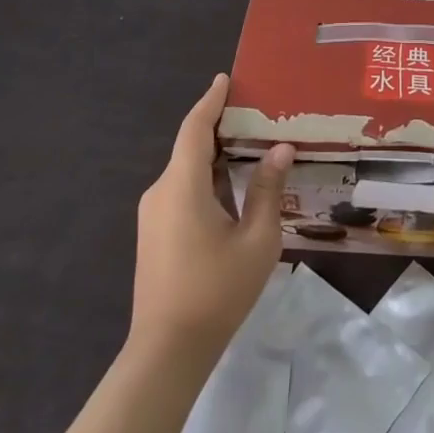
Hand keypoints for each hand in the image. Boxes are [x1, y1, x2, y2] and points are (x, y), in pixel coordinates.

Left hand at [131, 74, 293, 358]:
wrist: (166, 353)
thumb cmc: (216, 291)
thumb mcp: (256, 239)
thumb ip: (267, 190)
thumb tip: (279, 149)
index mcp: (182, 186)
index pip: (195, 128)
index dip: (210, 101)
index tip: (225, 79)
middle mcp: (161, 191)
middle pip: (190, 147)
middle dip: (220, 127)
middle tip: (255, 114)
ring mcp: (153, 215)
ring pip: (186, 171)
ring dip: (215, 156)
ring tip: (251, 147)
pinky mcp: (154, 234)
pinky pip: (181, 191)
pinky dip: (206, 178)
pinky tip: (232, 187)